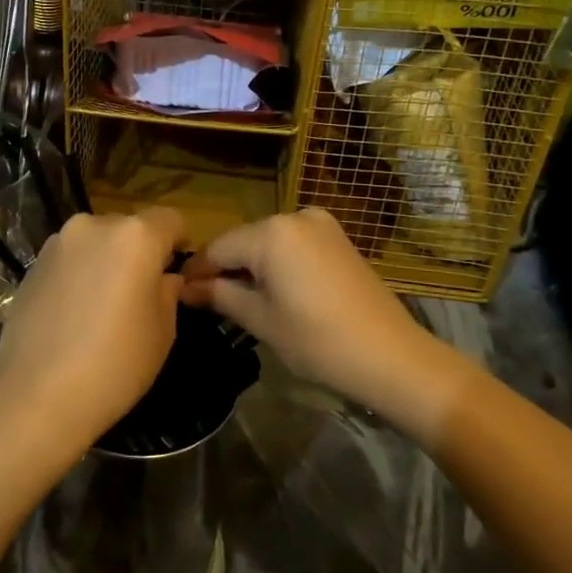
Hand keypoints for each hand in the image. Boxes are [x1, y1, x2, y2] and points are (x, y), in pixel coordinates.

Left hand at [0, 208, 188, 458]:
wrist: (36, 396)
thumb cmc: (115, 365)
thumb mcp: (163, 332)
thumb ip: (168, 292)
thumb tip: (163, 278)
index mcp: (135, 236)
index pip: (171, 219)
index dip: (180, 242)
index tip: (178, 270)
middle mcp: (94, 225)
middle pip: (130, 228)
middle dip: (140, 252)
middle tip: (141, 293)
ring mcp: (58, 243)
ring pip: (96, 243)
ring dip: (106, 262)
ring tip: (103, 307)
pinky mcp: (32, 265)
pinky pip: (69, 260)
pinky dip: (79, 275)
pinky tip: (74, 314)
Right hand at [181, 209, 453, 425]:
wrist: (391, 356)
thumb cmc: (318, 341)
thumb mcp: (261, 320)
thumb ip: (220, 296)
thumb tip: (186, 288)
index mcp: (272, 232)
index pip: (218, 248)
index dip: (198, 273)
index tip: (180, 294)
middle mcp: (295, 216)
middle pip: (244, 242)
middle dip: (226, 269)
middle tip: (209, 302)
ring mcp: (321, 224)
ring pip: (269, 243)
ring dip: (252, 267)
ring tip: (242, 301)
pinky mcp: (338, 238)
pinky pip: (294, 245)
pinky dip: (279, 264)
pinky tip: (276, 292)